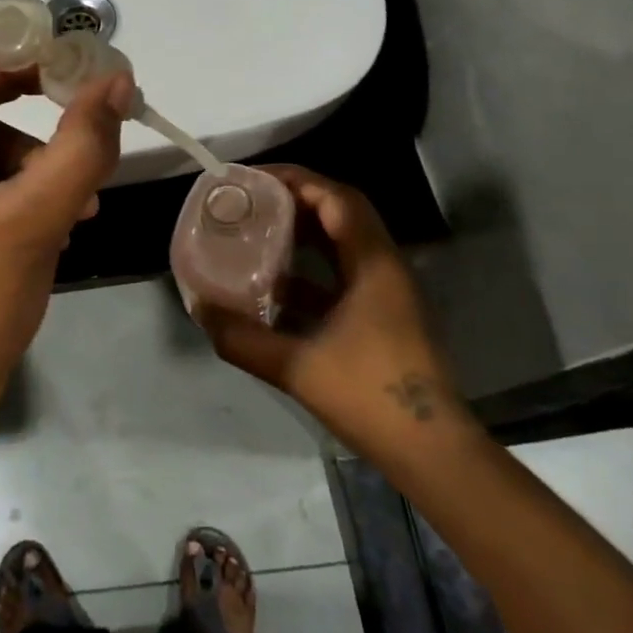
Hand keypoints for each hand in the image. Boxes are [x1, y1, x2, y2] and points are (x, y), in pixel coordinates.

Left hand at [0, 49, 132, 407]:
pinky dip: (23, 186)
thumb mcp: (30, 220)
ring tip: (80, 200)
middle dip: (28, 117)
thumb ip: (78, 146)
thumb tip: (117, 79)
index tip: (71, 52)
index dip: (10, 61)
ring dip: (34, 163)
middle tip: (84, 102)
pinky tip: (63, 216)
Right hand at [196, 165, 466, 452]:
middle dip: (296, 199)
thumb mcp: (297, 367)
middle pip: (341, 212)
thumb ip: (243, 339)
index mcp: (373, 264)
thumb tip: (200, 311)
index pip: (337, 198)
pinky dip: (311, 269)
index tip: (255, 179)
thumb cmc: (370, 397)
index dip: (296, 179)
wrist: (432, 452)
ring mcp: (388, 292)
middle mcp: (384, 267)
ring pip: (344, 243)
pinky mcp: (384, 315)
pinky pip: (344, 273)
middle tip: (252, 201)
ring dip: (304, 232)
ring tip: (258, 232)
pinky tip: (277, 287)